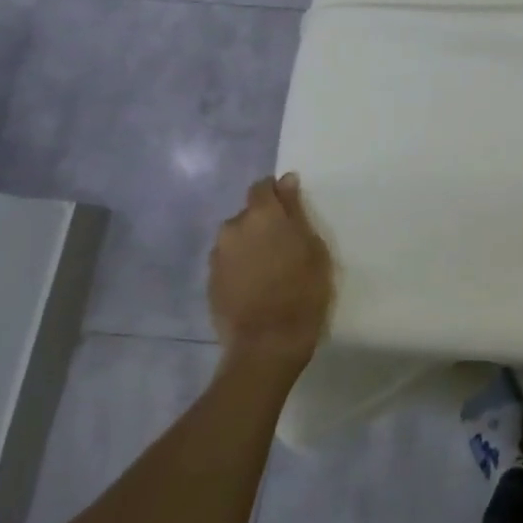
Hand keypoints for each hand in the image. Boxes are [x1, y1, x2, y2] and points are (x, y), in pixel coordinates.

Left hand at [207, 173, 334, 375]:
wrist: (267, 342)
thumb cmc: (303, 290)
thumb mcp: (313, 246)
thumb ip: (296, 211)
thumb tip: (286, 181)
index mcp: (260, 215)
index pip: (262, 187)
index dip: (277, 194)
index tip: (291, 209)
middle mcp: (232, 228)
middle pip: (248, 214)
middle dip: (264, 223)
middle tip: (285, 244)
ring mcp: (217, 256)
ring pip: (237, 239)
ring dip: (251, 245)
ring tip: (270, 268)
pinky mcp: (210, 282)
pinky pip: (229, 263)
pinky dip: (241, 267)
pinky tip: (257, 285)